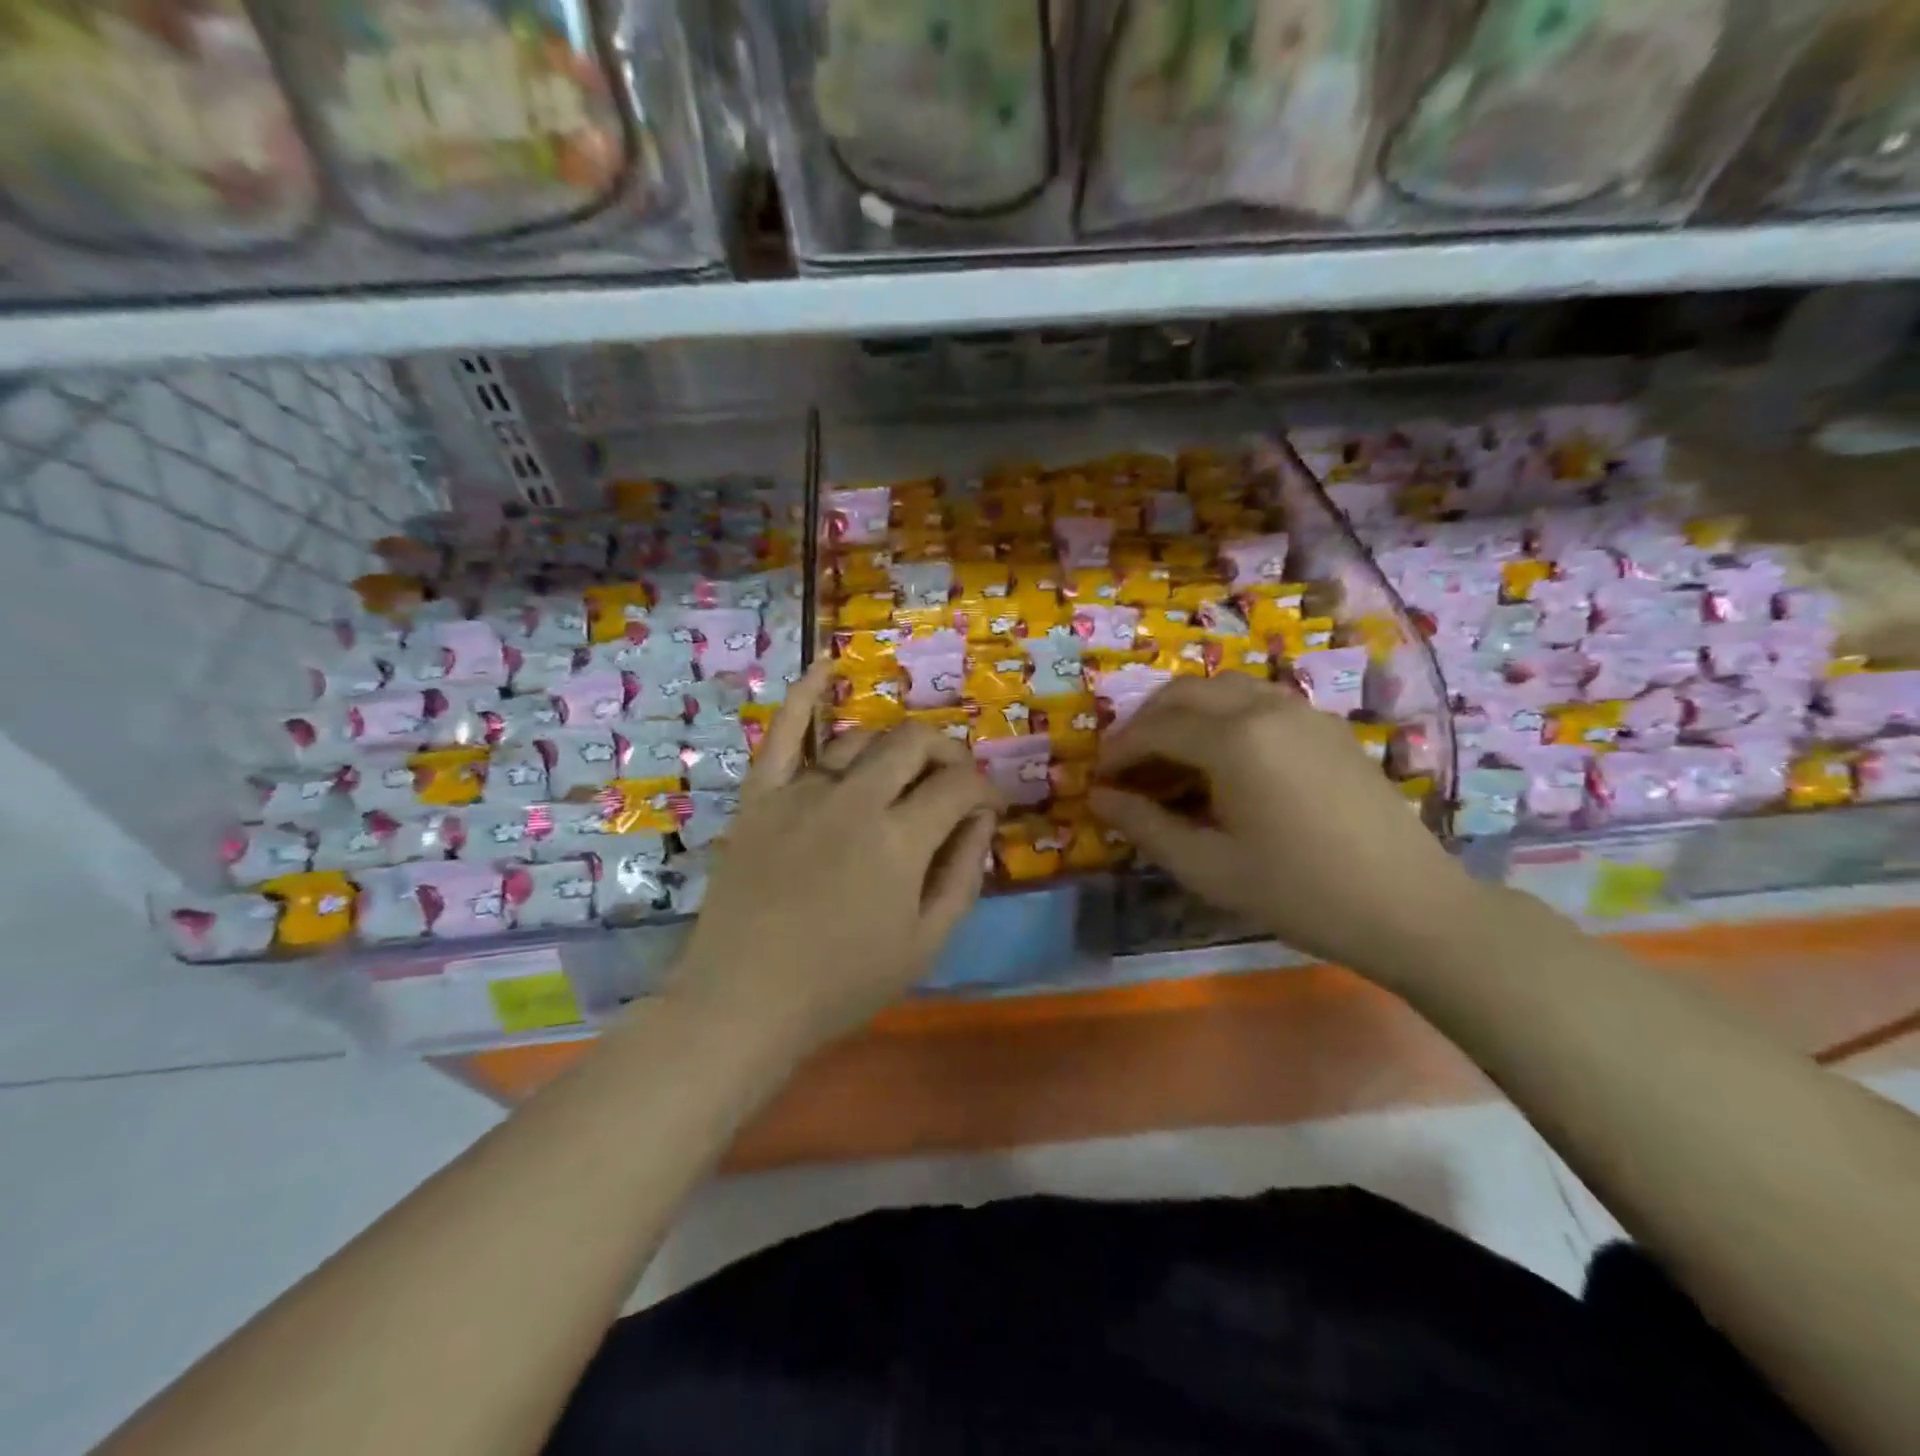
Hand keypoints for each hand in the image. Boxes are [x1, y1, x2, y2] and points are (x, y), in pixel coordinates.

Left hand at [672, 663, 1002, 1051]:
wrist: (744, 1001)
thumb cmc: (842, 984)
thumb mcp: (926, 944)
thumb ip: (963, 875)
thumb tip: (981, 820)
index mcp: (900, 840)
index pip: (959, 786)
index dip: (984, 790)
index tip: (987, 808)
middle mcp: (855, 800)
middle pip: (914, 744)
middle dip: (948, 753)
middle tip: (954, 780)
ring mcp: (802, 792)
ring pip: (861, 739)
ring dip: (894, 746)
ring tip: (904, 769)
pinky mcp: (761, 796)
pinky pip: (782, 733)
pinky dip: (804, 695)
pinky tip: (825, 666)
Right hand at [1089, 675, 1475, 973]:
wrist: (1410, 907)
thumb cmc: (1299, 892)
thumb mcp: (1208, 868)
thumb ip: (1145, 826)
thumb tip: (1099, 797)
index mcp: (1234, 739)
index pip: (1155, 729)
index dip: (1119, 752)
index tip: (1099, 780)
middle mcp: (1265, 707)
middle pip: (1185, 692)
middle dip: (1145, 722)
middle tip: (1127, 763)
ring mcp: (1303, 711)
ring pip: (1224, 688)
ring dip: (1185, 712)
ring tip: (1170, 756)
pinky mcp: (1327, 726)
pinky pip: (1259, 700)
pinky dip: (1224, 714)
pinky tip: (1224, 759)